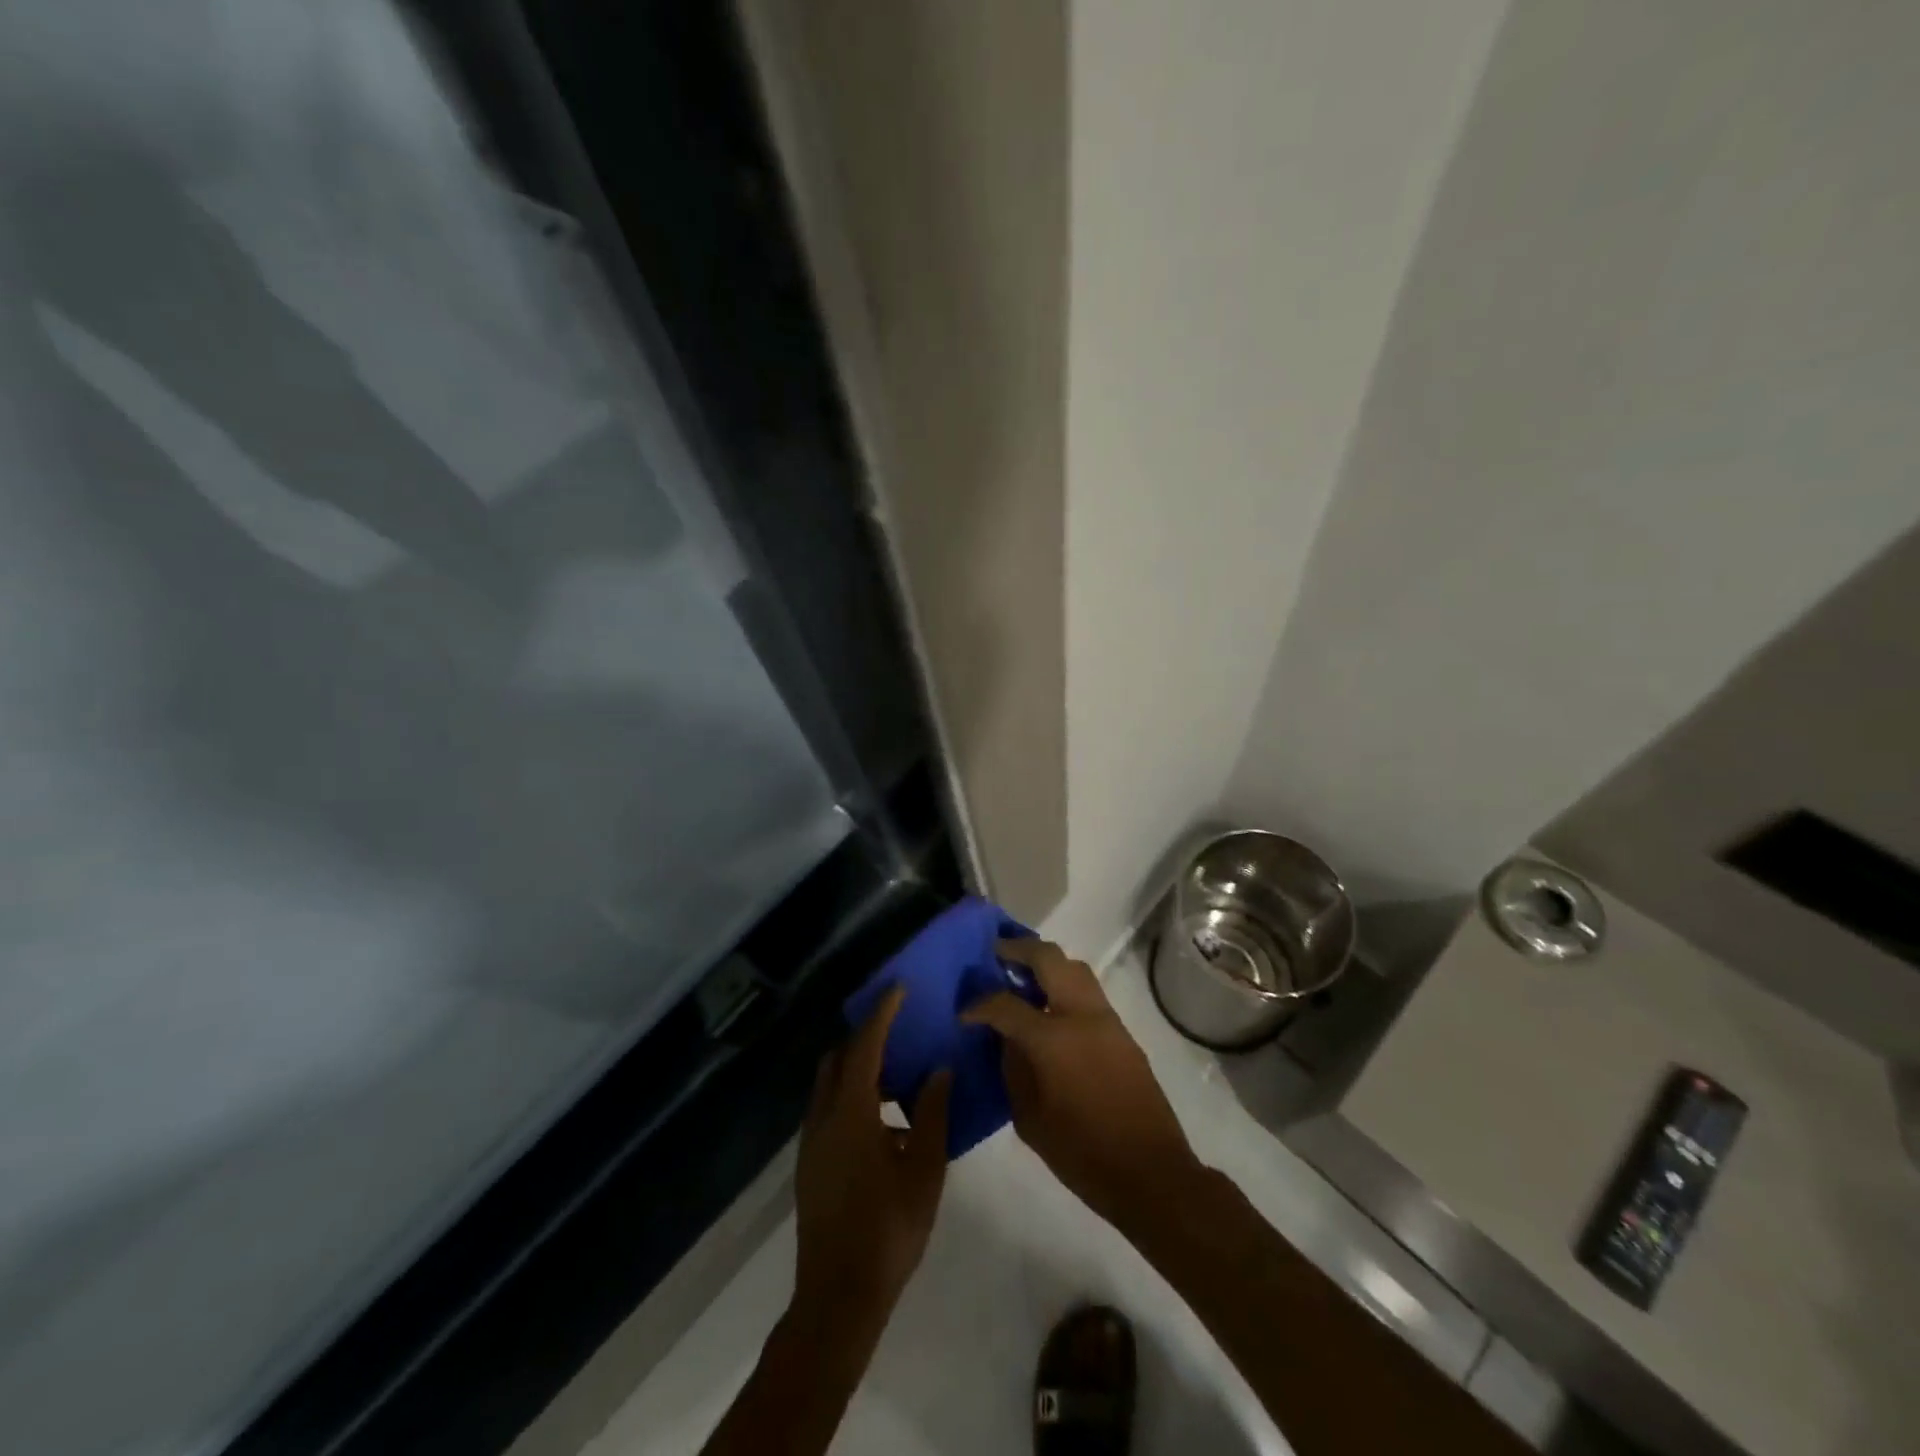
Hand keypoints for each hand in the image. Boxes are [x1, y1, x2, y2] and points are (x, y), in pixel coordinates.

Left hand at [792, 985, 951, 1336]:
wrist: (838, 1296)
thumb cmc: (888, 1229)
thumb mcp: (924, 1170)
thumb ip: (932, 1114)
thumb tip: (939, 1070)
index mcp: (851, 1112)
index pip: (866, 1045)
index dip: (882, 1013)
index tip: (899, 987)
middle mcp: (823, 1117)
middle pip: (839, 1058)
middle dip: (867, 1037)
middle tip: (900, 1030)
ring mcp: (811, 1141)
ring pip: (830, 1084)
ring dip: (860, 1069)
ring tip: (900, 1078)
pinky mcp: (809, 1163)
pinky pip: (829, 1109)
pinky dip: (852, 1096)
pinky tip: (884, 1123)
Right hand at [963, 940, 1200, 1237]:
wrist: (1152, 1173)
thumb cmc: (1083, 1154)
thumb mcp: (1030, 1119)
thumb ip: (1013, 1069)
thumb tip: (1005, 1039)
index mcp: (1053, 1038)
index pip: (1006, 1004)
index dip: (980, 1005)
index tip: (965, 1013)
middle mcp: (1082, 1015)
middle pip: (1049, 958)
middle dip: (1019, 950)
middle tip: (996, 954)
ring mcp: (1107, 1020)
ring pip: (1075, 968)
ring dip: (1047, 962)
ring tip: (1023, 974)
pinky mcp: (1123, 1032)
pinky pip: (1089, 992)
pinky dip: (1066, 985)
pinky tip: (1051, 1006)